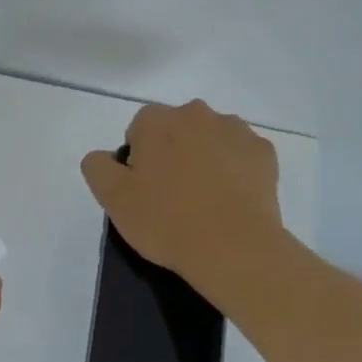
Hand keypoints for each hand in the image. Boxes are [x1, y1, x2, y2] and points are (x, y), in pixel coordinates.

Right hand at [80, 100, 282, 295]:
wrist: (234, 248)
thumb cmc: (166, 221)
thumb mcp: (113, 200)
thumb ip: (98, 167)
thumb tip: (102, 156)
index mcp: (157, 121)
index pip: (139, 129)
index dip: (139, 160)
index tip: (144, 190)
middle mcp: (197, 114)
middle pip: (177, 129)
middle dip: (173, 153)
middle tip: (172, 196)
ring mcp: (235, 130)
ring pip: (211, 139)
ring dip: (205, 158)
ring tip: (205, 201)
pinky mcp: (264, 152)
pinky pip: (241, 155)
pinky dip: (235, 171)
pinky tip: (231, 201)